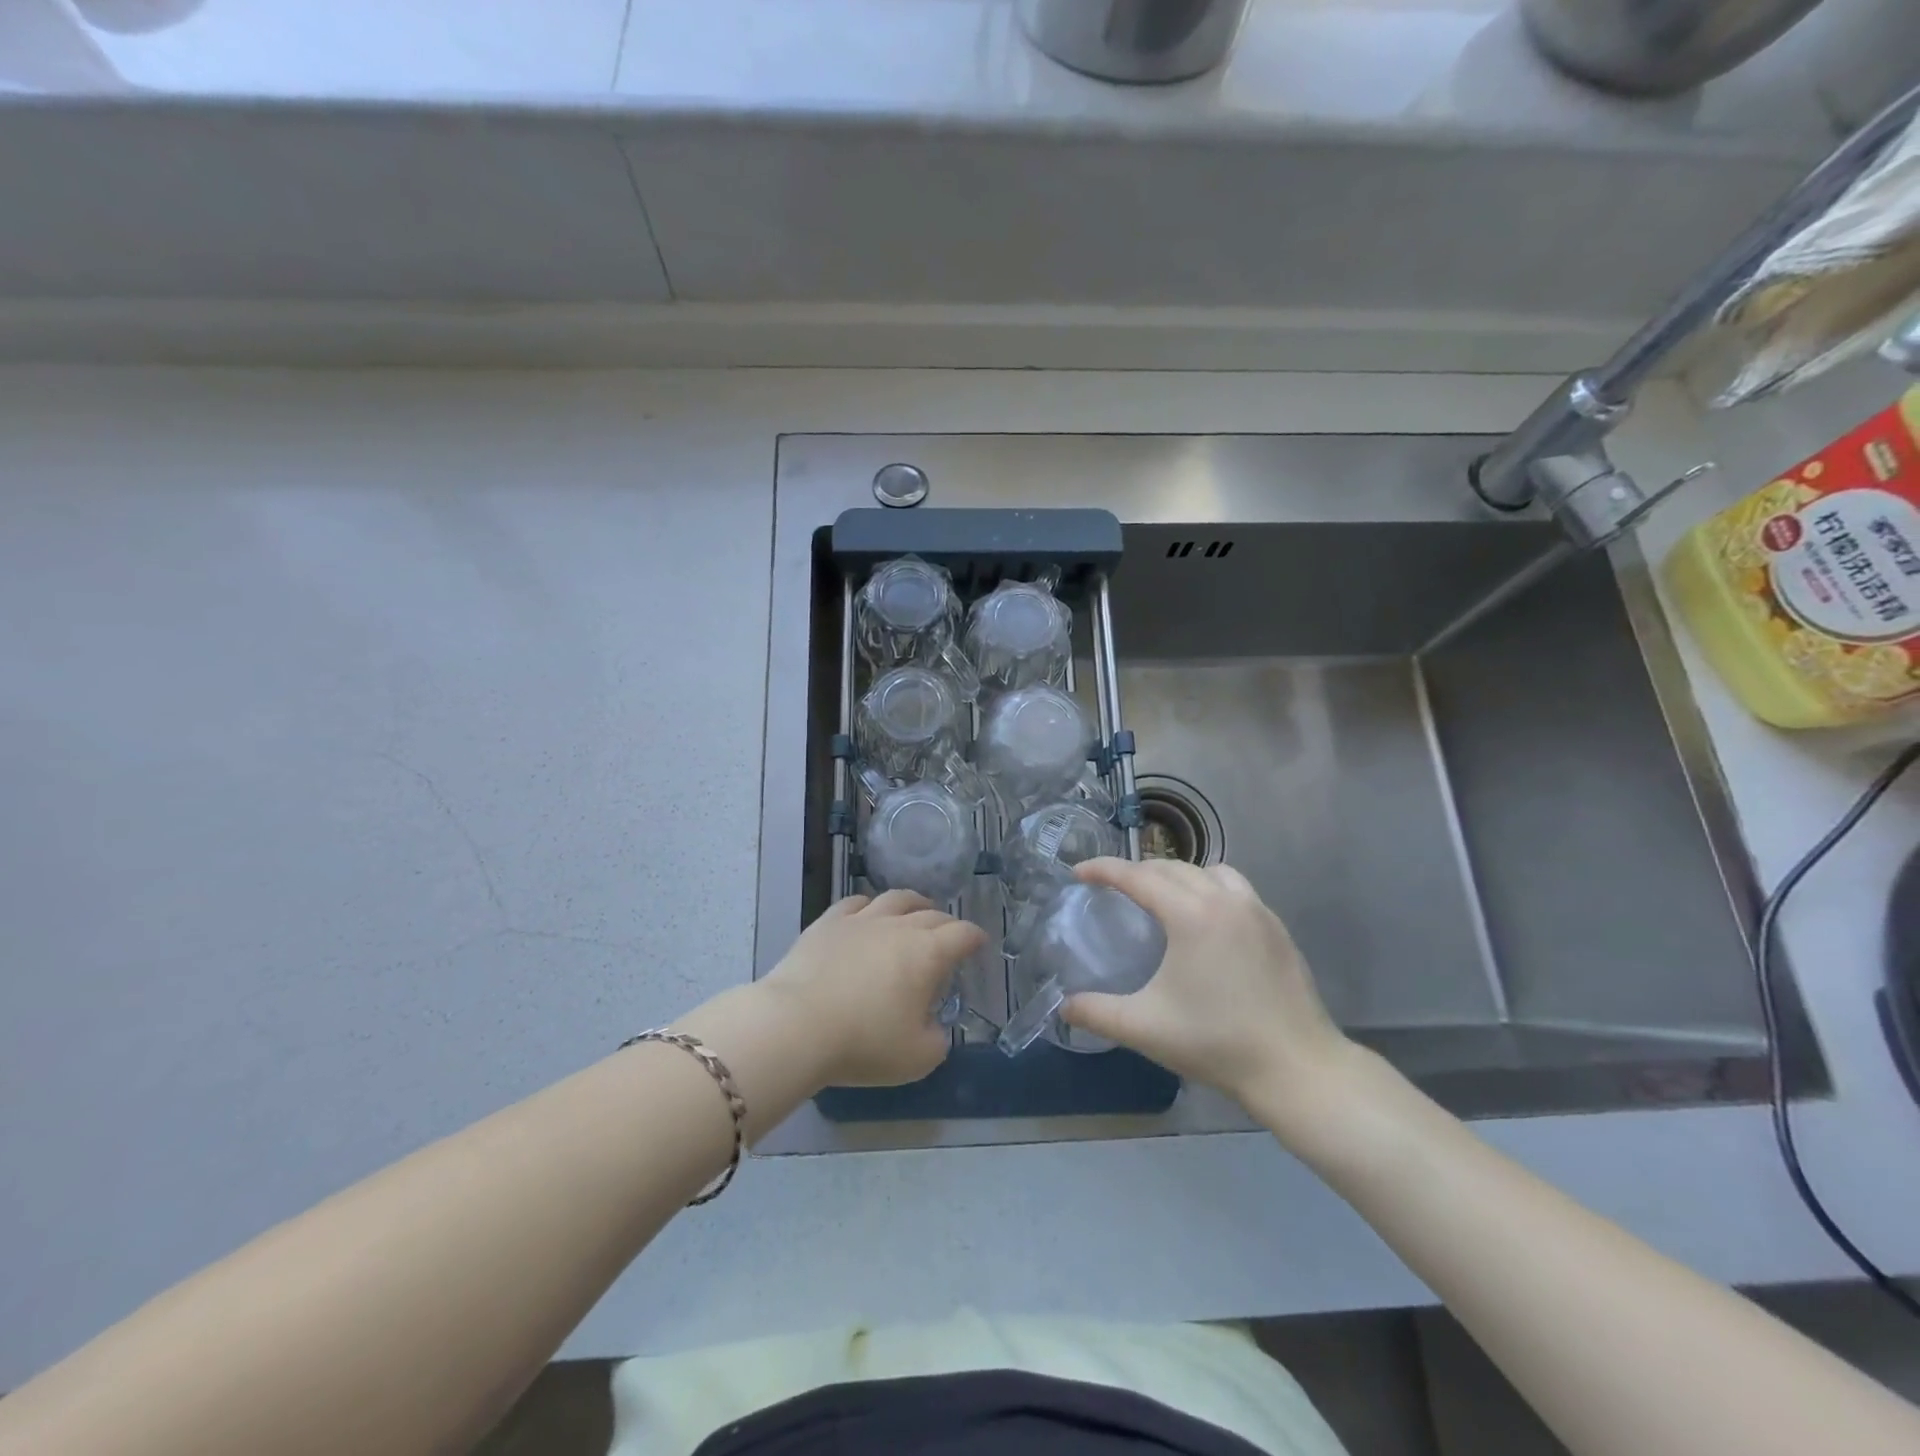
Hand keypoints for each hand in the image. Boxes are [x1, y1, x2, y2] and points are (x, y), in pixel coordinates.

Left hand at [765, 890, 986, 1087]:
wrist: (797, 1025)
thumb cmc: (864, 1042)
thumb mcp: (917, 1058)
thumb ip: (936, 1040)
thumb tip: (933, 1028)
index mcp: (928, 954)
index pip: (962, 935)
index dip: (974, 938)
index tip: (979, 943)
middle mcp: (899, 927)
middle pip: (932, 914)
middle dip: (946, 923)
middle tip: (948, 936)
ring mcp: (861, 920)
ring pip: (895, 899)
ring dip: (913, 903)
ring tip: (917, 909)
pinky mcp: (827, 923)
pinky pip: (855, 903)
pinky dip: (869, 905)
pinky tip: (867, 912)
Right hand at [1059, 858, 1355, 1142]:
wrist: (1297, 1068)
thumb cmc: (1217, 1043)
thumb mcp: (1145, 1028)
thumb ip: (1097, 1013)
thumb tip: (1063, 1006)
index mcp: (1191, 915)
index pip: (1137, 876)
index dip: (1103, 870)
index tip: (1078, 873)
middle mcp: (1224, 900)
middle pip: (1170, 867)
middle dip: (1136, 871)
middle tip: (1112, 889)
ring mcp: (1257, 910)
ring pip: (1208, 871)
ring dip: (1177, 875)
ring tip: (1161, 899)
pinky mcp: (1277, 928)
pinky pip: (1235, 889)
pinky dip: (1210, 889)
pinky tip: (1205, 923)